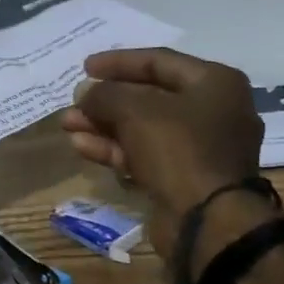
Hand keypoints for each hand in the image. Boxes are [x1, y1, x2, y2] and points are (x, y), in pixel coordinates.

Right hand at [60, 47, 266, 251]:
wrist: (208, 223)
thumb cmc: (178, 149)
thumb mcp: (134, 110)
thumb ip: (104, 94)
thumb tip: (85, 93)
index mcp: (215, 83)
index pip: (158, 60)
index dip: (118, 62)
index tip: (84, 67)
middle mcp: (214, 111)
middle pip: (149, 96)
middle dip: (106, 100)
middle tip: (74, 101)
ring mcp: (201, 148)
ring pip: (144, 128)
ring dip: (103, 126)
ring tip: (67, 125)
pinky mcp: (186, 178)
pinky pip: (147, 154)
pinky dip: (116, 149)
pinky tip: (82, 147)